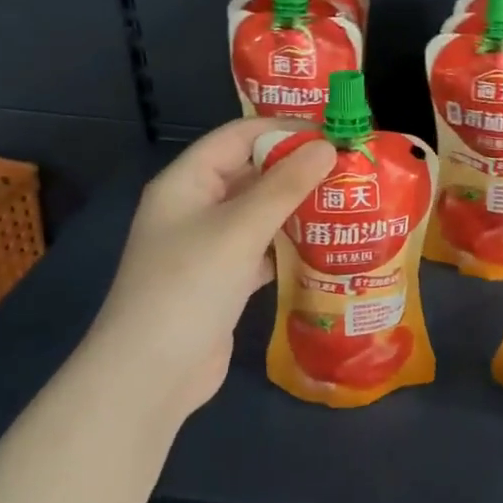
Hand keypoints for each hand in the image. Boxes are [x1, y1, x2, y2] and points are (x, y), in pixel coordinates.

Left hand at [99, 119, 335, 418]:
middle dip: (298, 170)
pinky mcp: (224, 280)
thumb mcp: (239, 230)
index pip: (239, 136)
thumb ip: (285, 186)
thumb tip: (327, 147)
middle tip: (351, 171)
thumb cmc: (190, 287)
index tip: (335, 133)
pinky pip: (262, 249)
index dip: (285, 129)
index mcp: (187, 182)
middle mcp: (196, 207)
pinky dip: (291, 246)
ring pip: (260, 213)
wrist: (152, 374)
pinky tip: (327, 248)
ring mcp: (209, 246)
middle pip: (251, 173)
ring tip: (348, 204)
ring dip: (299, 209)